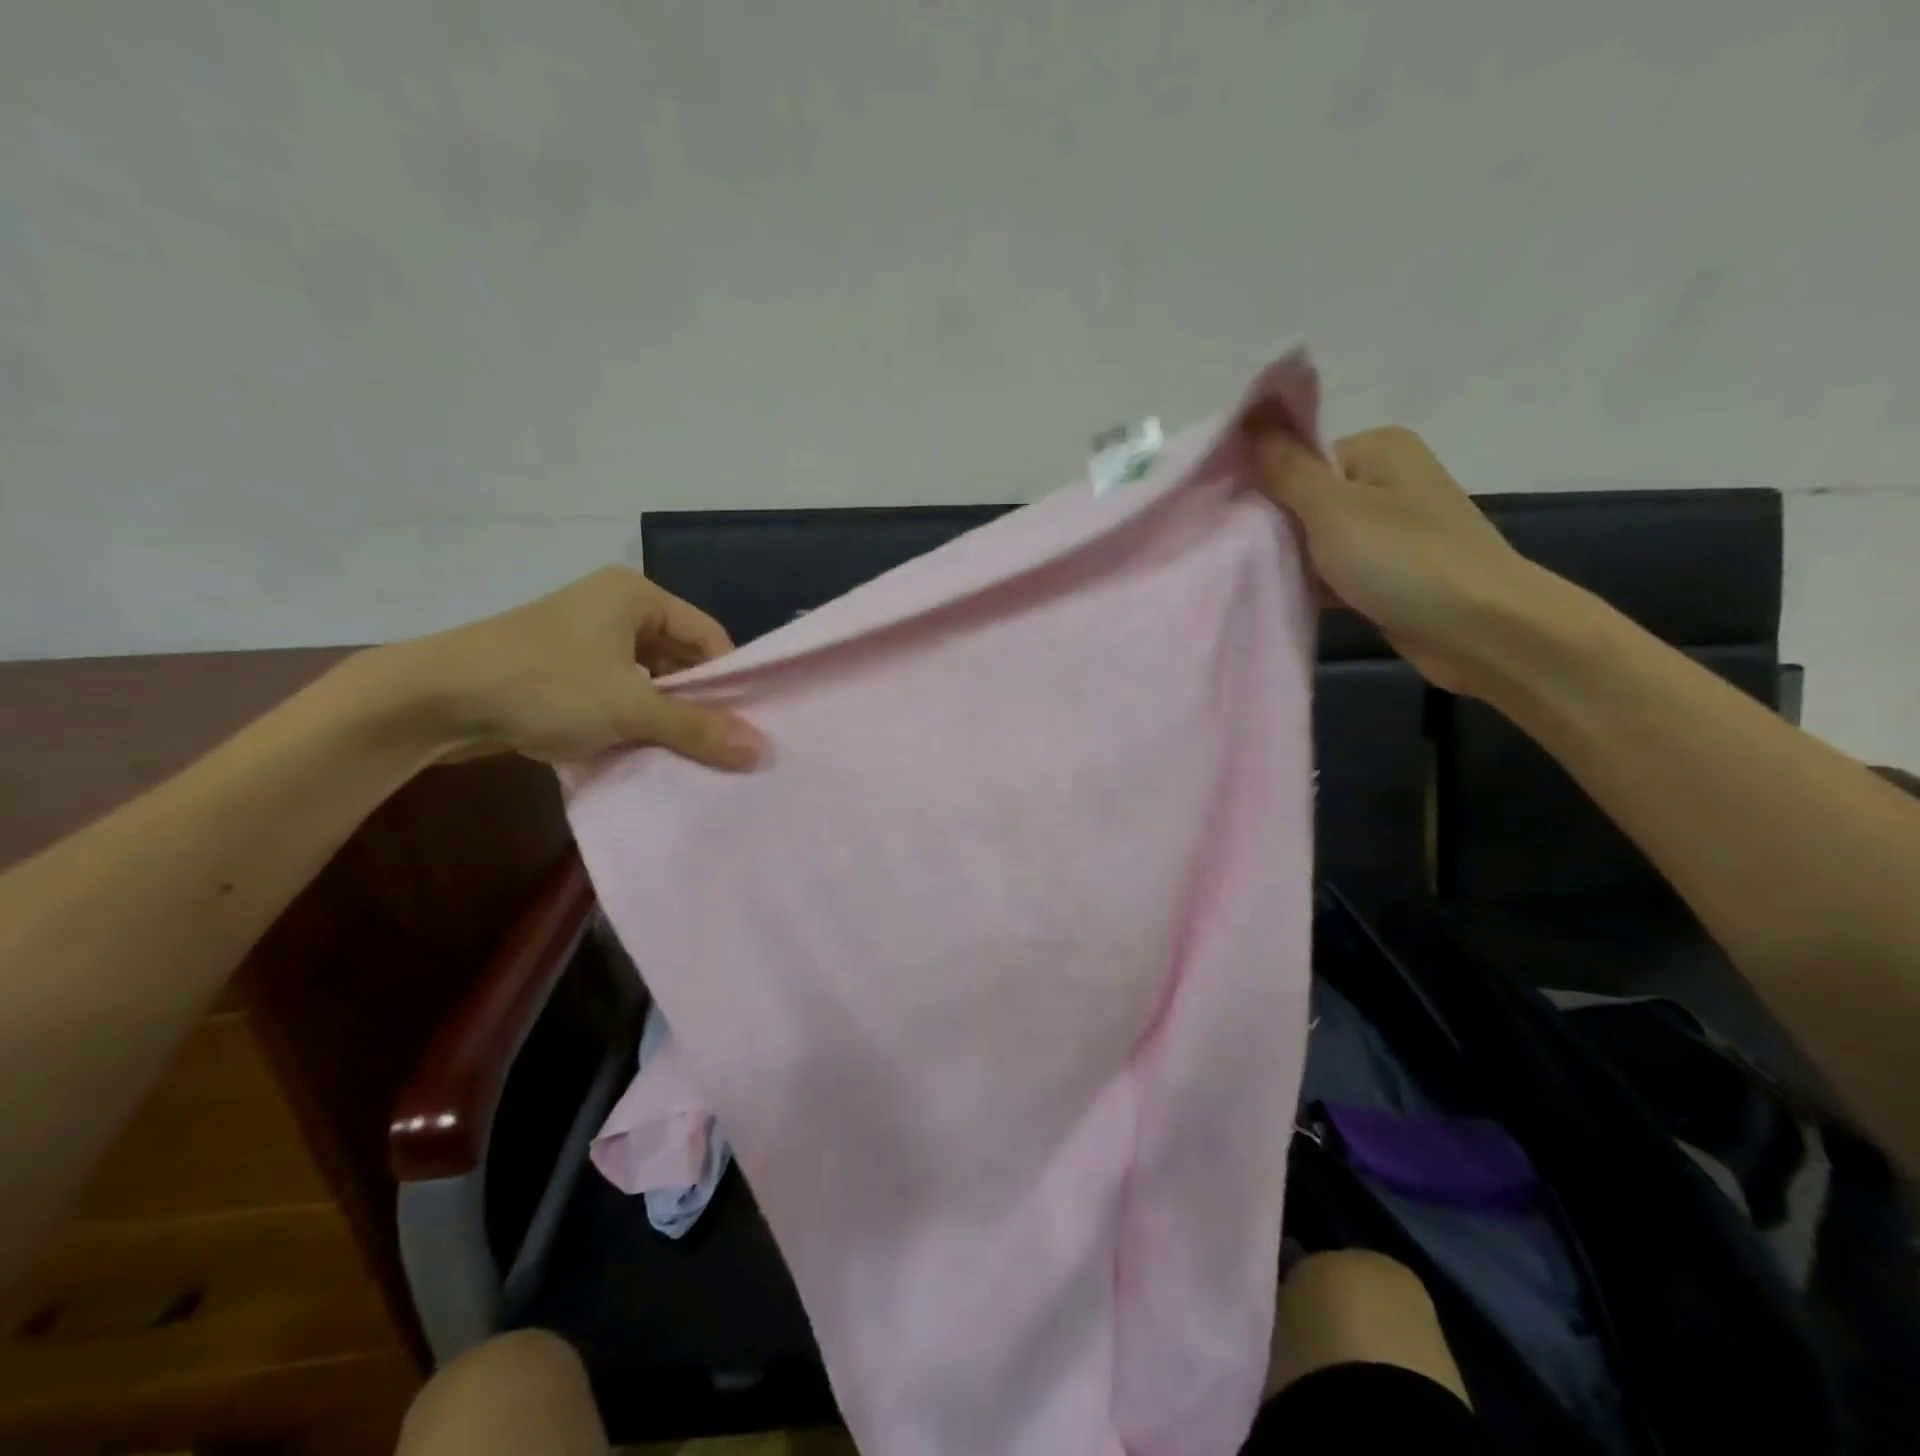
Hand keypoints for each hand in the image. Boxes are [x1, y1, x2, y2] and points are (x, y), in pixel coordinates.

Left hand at [382, 566, 763, 768]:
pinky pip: (616, 693)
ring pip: (647, 680)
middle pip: (678, 658)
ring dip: (663, 717)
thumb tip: (761, 751)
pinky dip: (630, 721)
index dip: (728, 679)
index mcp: (636, 596)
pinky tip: (640, 751)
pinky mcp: (561, 670)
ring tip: (685, 754)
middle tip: (720, 746)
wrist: (432, 700)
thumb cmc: (545, 686)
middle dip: (695, 703)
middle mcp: (614, 608)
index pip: (708, 635)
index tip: (743, 724)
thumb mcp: (630, 708)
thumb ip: (698, 728)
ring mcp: (584, 639)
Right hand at [1250, 425, 1551, 696]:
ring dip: (1293, 563)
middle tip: (1249, 559)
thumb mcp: (1332, 509)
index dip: (1264, 491)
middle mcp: (1386, 478)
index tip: (1238, 526)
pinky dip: (1315, 585)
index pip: (1297, 459)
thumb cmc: (1404, 559)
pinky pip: (1335, 569)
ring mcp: (1390, 526)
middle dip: (1277, 531)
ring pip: (1317, 539)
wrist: (1480, 629)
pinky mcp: (1390, 569)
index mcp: (1378, 448)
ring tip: (1266, 583)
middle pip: (1304, 499)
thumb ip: (1285, 469)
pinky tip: (1291, 601)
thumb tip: (1249, 418)